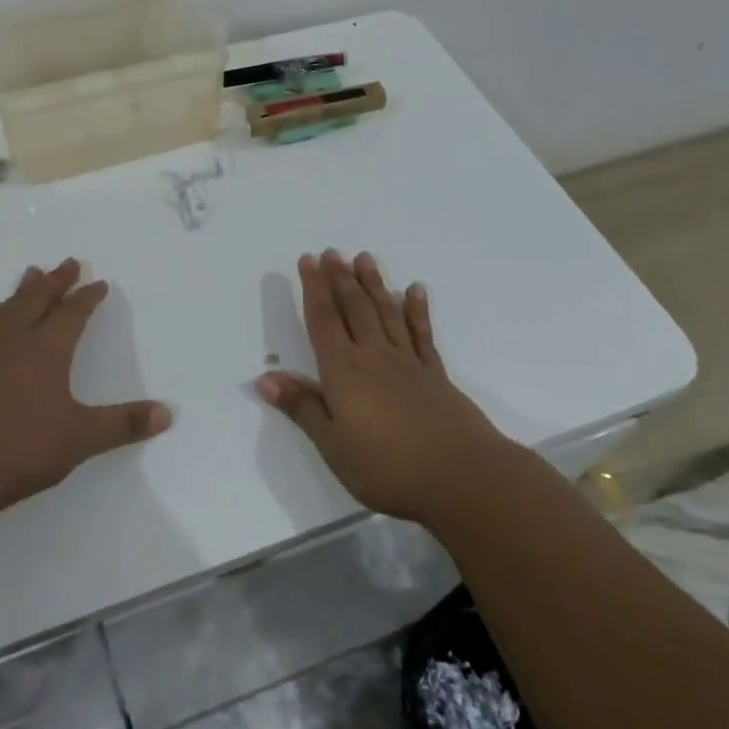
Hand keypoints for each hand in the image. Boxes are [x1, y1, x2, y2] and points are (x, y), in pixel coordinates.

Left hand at [0, 259, 171, 516]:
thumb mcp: (80, 439)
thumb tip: (167, 414)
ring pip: (5, 310)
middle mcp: (12, 342)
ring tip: (30, 276)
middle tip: (67, 262)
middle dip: (55, 281)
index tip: (98, 282)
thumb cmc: (18, 450)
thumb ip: (123, 425)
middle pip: (36, 300)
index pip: (71, 314)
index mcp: (45, 351)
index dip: (87, 297)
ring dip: (22, 291)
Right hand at [256, 250, 502, 522]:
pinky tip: (414, 290)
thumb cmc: (389, 467)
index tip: (308, 260)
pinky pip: (422, 334)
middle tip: (332, 251)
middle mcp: (374, 357)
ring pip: (386, 313)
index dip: (313, 289)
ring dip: (374, 284)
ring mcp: (408, 363)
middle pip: (354, 309)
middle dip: (340, 278)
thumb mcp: (333, 446)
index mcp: (344, 372)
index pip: (324, 321)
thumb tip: (265, 379)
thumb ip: (302, 408)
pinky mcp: (435, 375)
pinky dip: (416, 310)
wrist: (463, 477)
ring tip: (365, 258)